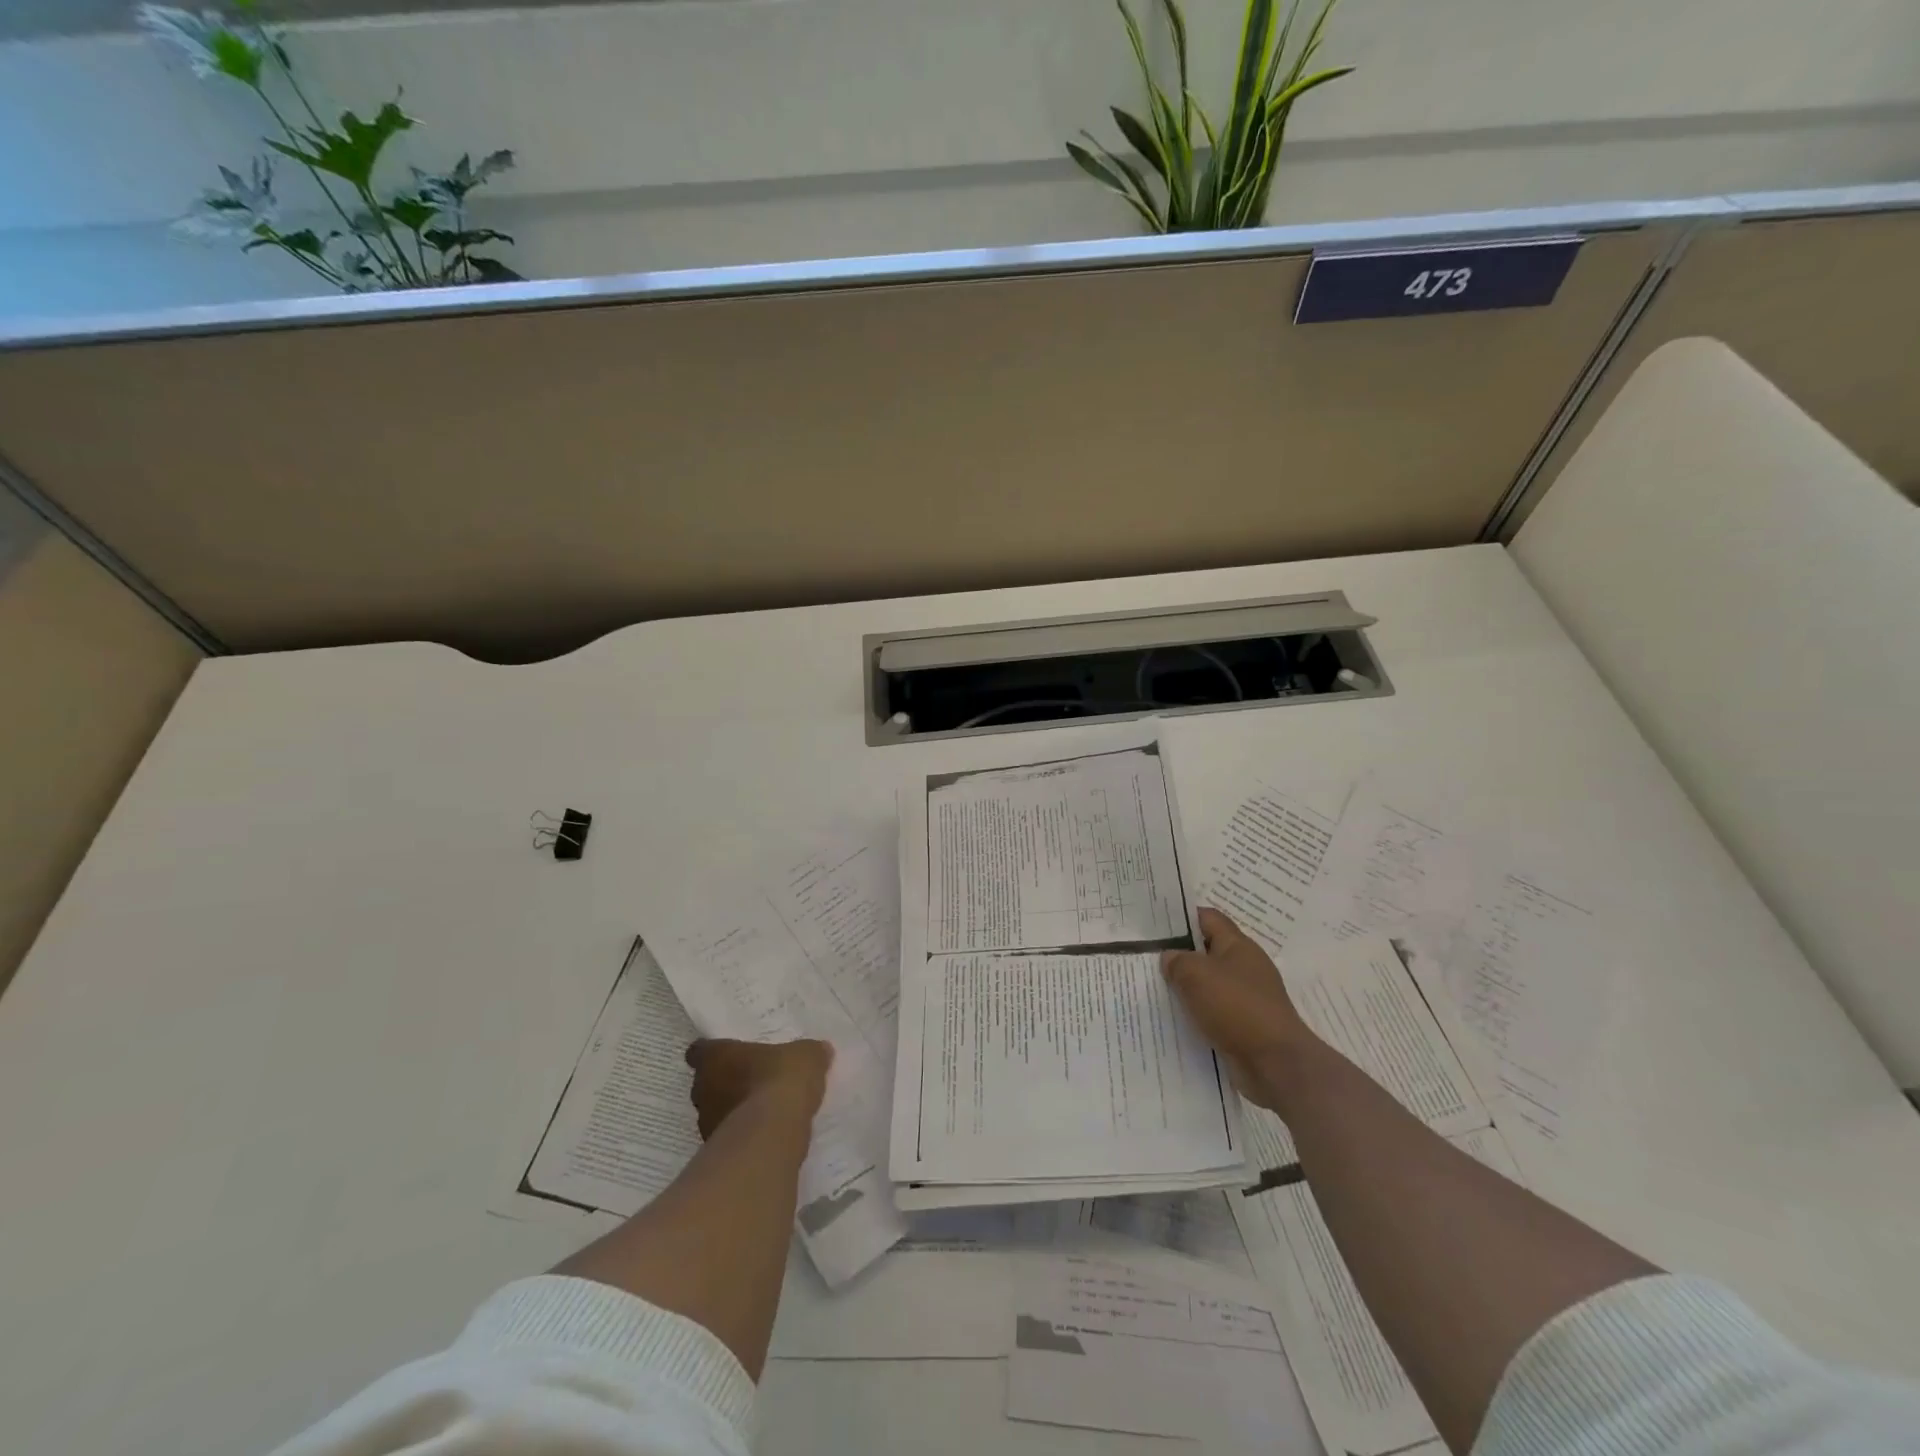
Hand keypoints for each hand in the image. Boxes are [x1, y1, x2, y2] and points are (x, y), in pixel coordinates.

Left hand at [685, 1038, 832, 1138]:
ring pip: (715, 1112)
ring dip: (732, 1112)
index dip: (713, 1052)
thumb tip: (820, 1050)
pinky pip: (728, 1139)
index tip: (730, 1056)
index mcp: (716, 1057)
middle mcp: (702, 1088)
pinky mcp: (715, 1153)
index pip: (700, 1051)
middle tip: (752, 1082)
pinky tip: (764, 1136)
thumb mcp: (806, 1057)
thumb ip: (809, 1053)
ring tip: (761, 1113)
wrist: (772, 1135)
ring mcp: (705, 1123)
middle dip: (725, 1083)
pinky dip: (741, 1137)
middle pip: (707, 1082)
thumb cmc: (780, 1080)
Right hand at [1162, 908, 1313, 1111]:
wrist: (1275, 1064)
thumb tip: (1170, 958)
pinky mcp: (1246, 1026)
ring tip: (1154, 989)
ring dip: (1187, 988)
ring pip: (1209, 985)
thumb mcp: (1196, 975)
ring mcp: (1248, 998)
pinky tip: (1175, 1019)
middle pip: (1207, 952)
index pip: (1208, 918)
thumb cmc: (1236, 1007)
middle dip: (1180, 955)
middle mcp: (1246, 968)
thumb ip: (1177, 961)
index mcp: (1238, 946)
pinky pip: (1214, 1012)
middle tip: (1148, 958)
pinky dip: (1197, 1014)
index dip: (1182, 917)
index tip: (1155, 924)